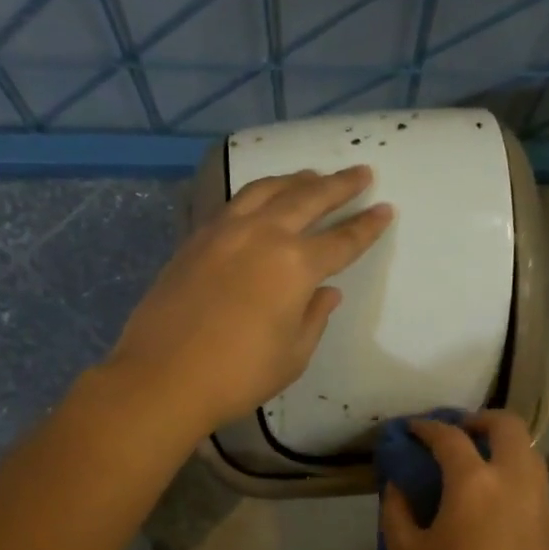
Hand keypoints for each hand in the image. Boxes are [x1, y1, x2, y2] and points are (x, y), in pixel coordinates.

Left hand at [107, 165, 392, 432]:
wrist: (162, 377)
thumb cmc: (238, 375)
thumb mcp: (292, 355)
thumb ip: (314, 317)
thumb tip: (326, 292)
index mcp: (295, 266)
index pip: (342, 239)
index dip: (367, 226)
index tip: (385, 209)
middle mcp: (263, 235)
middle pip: (308, 198)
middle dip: (339, 185)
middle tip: (360, 173)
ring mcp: (224, 231)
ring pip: (266, 190)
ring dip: (296, 180)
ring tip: (312, 176)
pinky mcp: (196, 238)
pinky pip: (235, 204)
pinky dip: (257, 195)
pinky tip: (261, 200)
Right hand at [380, 412, 548, 549]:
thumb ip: (396, 512)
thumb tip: (398, 486)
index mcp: (474, 482)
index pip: (449, 436)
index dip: (426, 427)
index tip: (411, 429)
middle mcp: (513, 478)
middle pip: (507, 424)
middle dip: (479, 419)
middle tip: (456, 434)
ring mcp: (540, 499)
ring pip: (528, 449)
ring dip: (502, 443)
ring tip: (476, 463)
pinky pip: (534, 478)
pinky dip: (514, 470)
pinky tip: (493, 496)